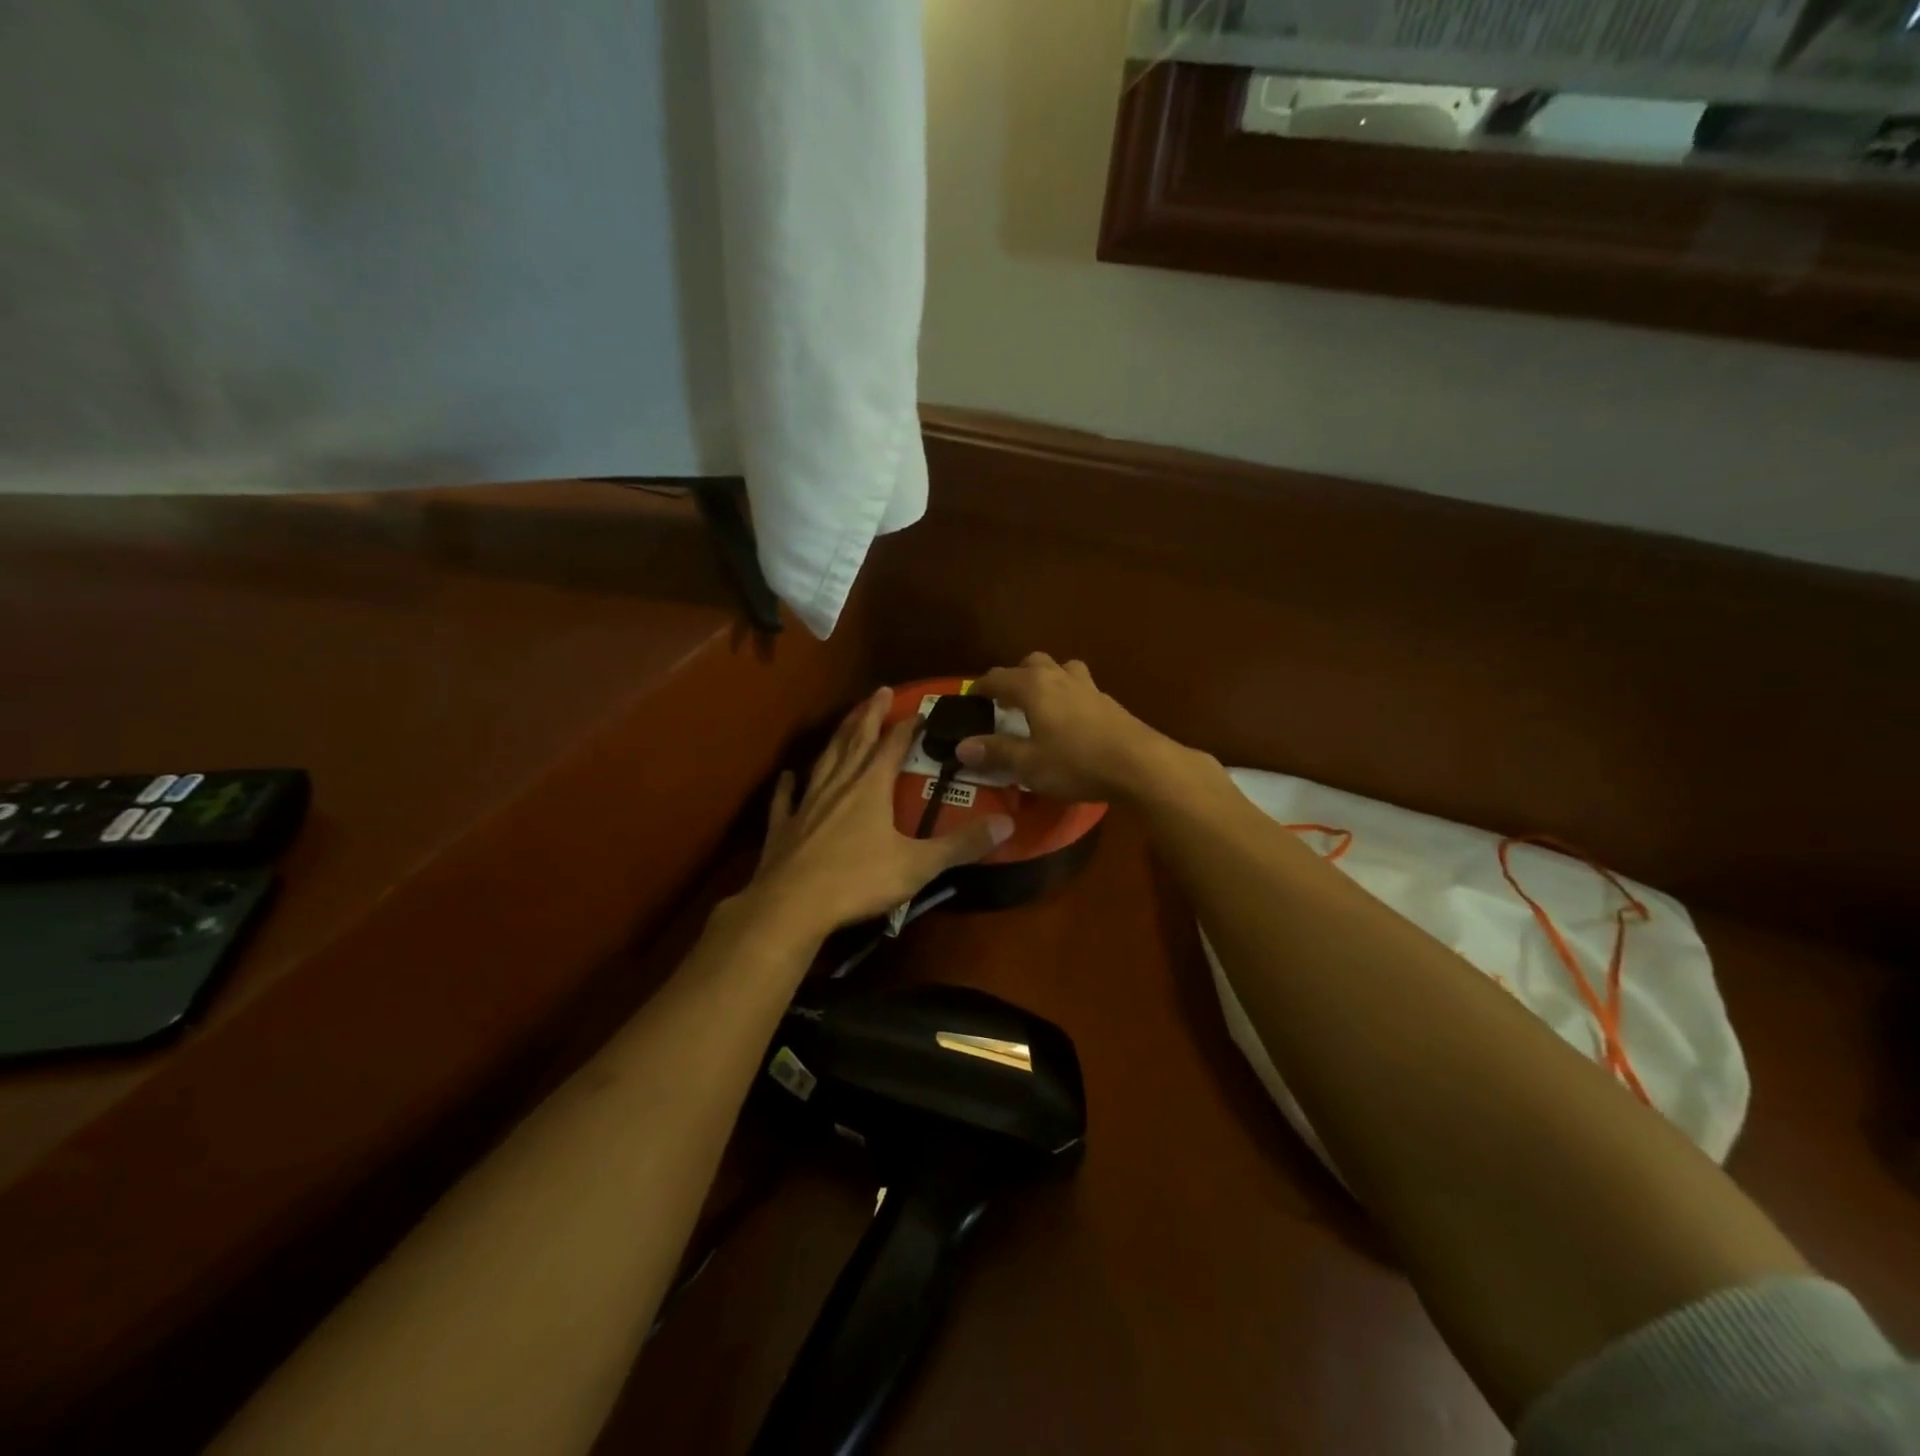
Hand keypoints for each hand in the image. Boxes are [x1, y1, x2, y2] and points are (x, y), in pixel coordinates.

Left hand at [741, 686, 1013, 940]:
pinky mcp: (783, 827)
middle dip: (869, 715)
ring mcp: (807, 804)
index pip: (893, 746)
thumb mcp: (918, 865)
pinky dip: (788, 785)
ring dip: (837, 737)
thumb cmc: (858, 881)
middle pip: (856, 740)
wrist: (791, 906)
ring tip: (846, 721)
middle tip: (879, 691)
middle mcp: (839, 785)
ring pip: (825, 760)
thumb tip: (1007, 824)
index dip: (908, 726)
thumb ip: (961, 845)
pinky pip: (786, 799)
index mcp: (871, 788)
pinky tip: (788, 776)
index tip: (920, 709)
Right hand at [957, 653, 1188, 803]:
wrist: (1140, 765)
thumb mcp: (1028, 764)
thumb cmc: (1076, 763)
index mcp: (1034, 687)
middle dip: (1015, 677)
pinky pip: (1080, 687)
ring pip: (1061, 669)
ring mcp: (1088, 687)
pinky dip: (1067, 696)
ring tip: (1041, 705)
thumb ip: (995, 752)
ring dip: (1046, 680)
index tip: (970, 700)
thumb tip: (961, 747)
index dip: (980, 688)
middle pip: (1031, 662)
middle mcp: (1059, 677)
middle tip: (1006, 702)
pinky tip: (1070, 721)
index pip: (997, 677)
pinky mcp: (1109, 702)